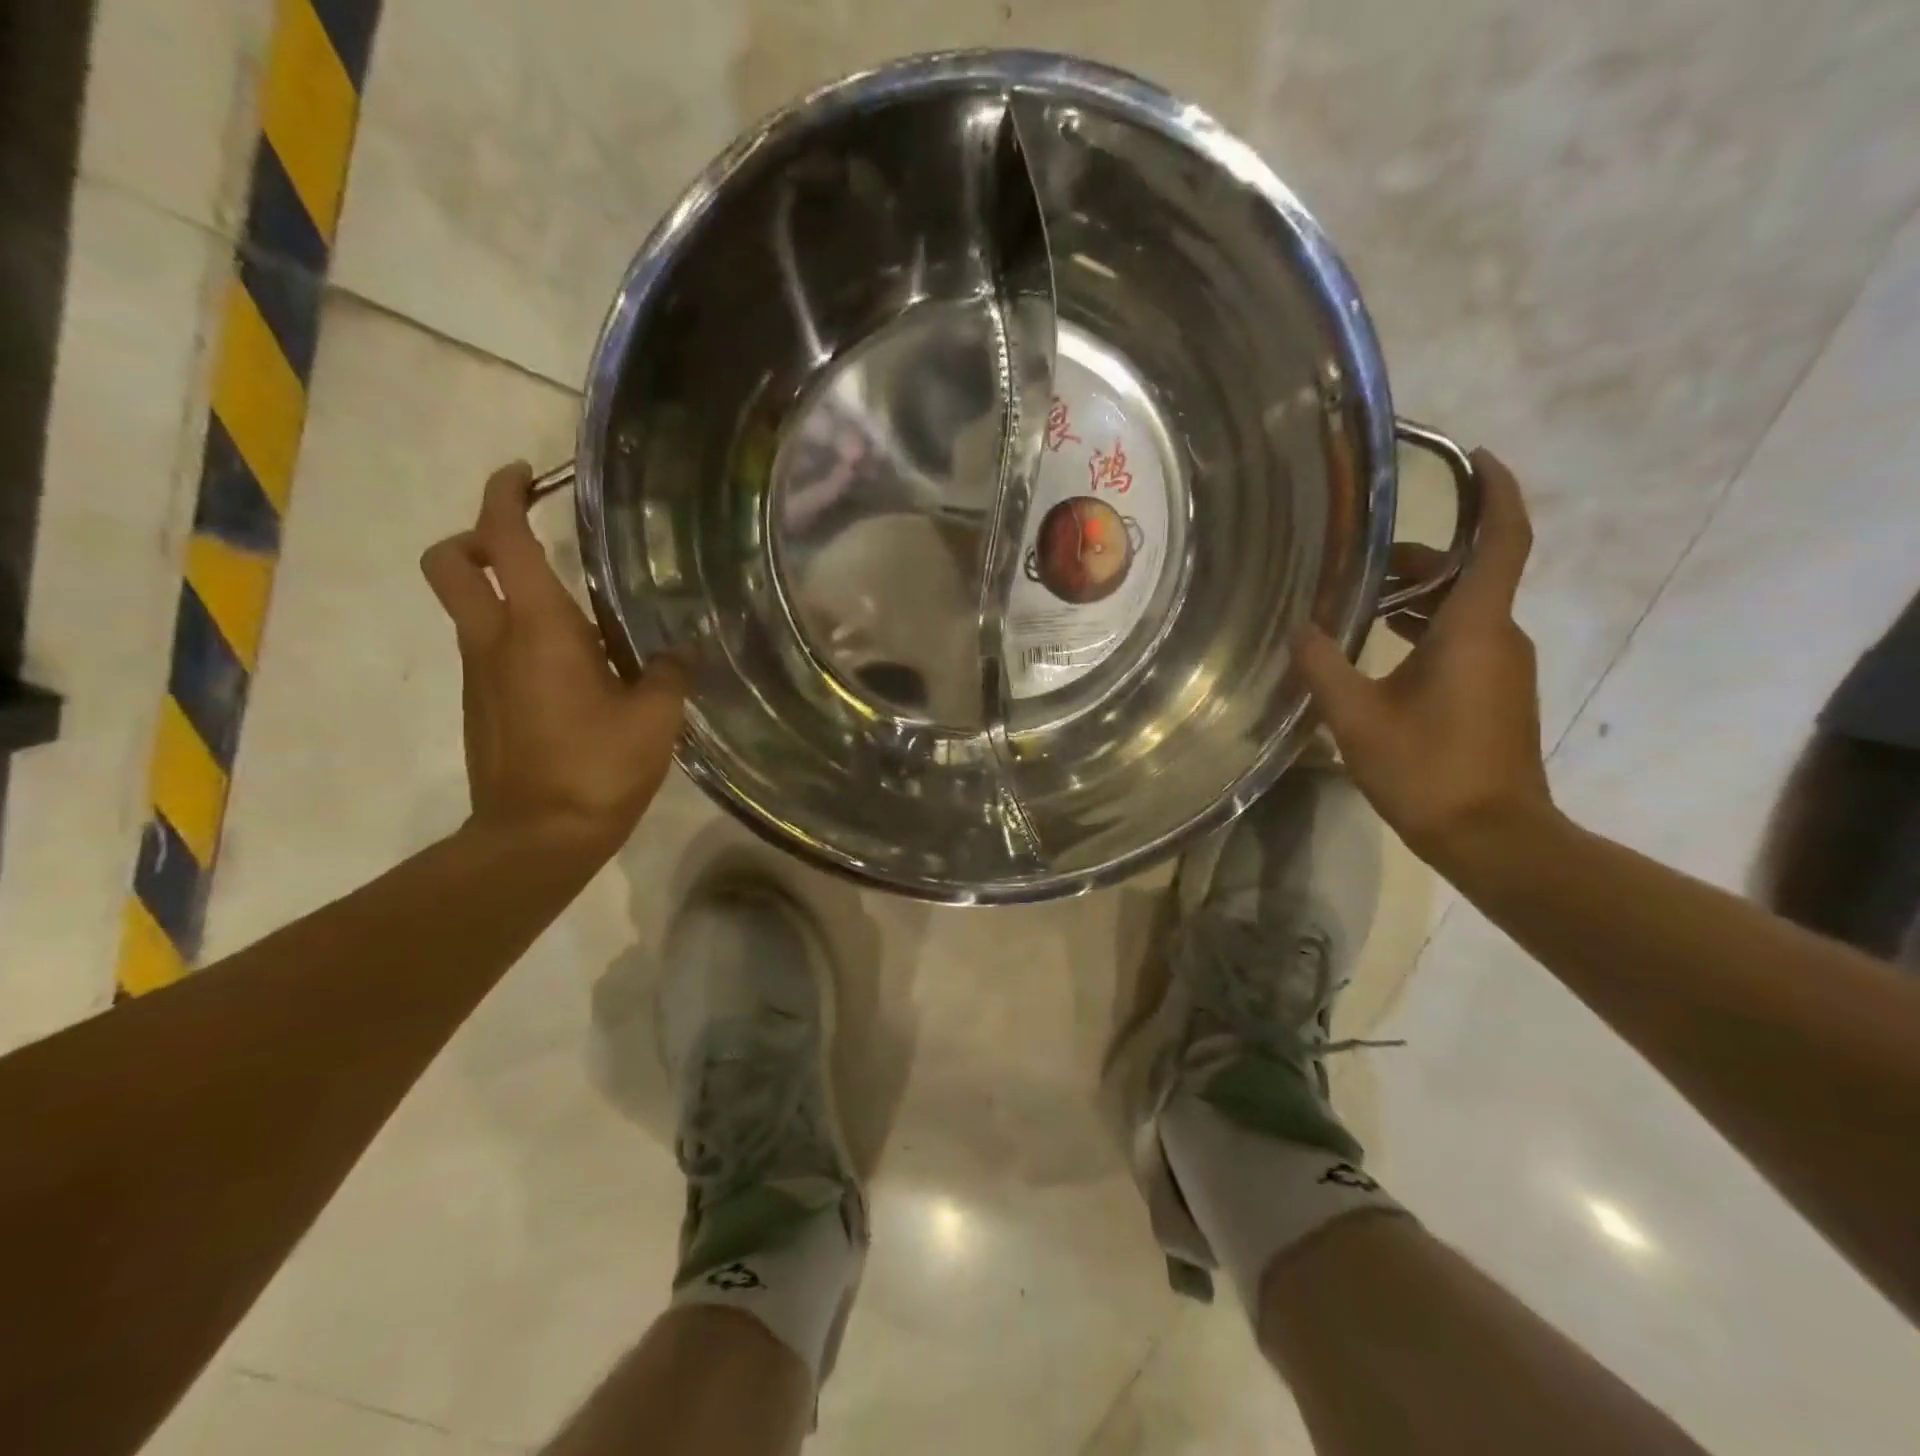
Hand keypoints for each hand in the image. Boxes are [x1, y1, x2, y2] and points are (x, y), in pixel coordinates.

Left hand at [420, 462, 689, 857]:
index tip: (527, 474)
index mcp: (538, 630)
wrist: (536, 840)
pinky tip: (575, 672)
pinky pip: (492, 652)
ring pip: (471, 609)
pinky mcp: (483, 707)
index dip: (505, 494)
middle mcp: (494, 641)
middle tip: (526, 539)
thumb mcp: (654, 718)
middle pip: (450, 564)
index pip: (501, 539)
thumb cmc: (596, 768)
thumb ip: (669, 672)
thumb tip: (681, 650)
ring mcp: (481, 676)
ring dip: (506, 592)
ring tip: (580, 618)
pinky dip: (519, 639)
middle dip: (476, 536)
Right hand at [1291, 449, 1553, 869]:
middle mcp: (1500, 636)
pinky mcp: (1498, 693)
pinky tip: (1379, 652)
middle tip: (1362, 561)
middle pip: (1471, 573)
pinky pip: (1464, 640)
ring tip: (1358, 605)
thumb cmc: (1428, 771)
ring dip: (1417, 598)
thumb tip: (1299, 628)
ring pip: (1464, 610)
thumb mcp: (1358, 718)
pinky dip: (1426, 630)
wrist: (1493, 838)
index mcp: (1474, 628)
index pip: (1503, 540)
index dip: (1496, 493)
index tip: (1478, 458)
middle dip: (1422, 558)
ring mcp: (1503, 667)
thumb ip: (1325, 667)